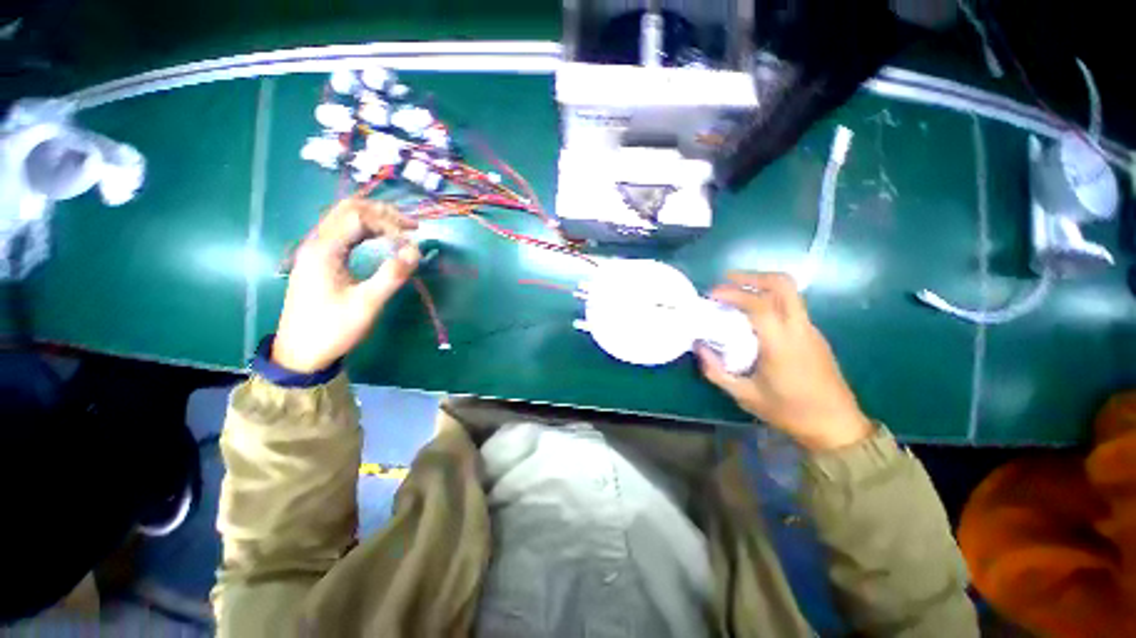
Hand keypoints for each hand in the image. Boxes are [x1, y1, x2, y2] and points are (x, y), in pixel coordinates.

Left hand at [273, 198, 420, 372]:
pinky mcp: (319, 260)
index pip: (359, 217)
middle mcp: (317, 242)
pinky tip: (381, 240)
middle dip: (383, 213)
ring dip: (374, 219)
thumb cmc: (333, 328)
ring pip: (345, 218)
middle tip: (412, 226)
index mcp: (324, 250)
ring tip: (402, 230)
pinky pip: (344, 233)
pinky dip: (366, 230)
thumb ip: (392, 274)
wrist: (300, 352)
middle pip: (349, 209)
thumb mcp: (367, 304)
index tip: (411, 241)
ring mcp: (316, 250)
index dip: (389, 223)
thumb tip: (416, 250)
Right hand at [696, 272, 872, 450]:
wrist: (837, 426)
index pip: (758, 304)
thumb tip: (699, 347)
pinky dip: (770, 300)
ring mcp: (811, 330)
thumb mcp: (745, 395)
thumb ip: (716, 371)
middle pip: (783, 284)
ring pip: (789, 293)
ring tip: (736, 295)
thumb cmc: (790, 412)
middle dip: (753, 276)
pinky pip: (791, 306)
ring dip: (761, 286)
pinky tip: (753, 316)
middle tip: (727, 280)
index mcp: (782, 343)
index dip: (732, 293)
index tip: (711, 295)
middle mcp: (800, 329)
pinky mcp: (814, 335)